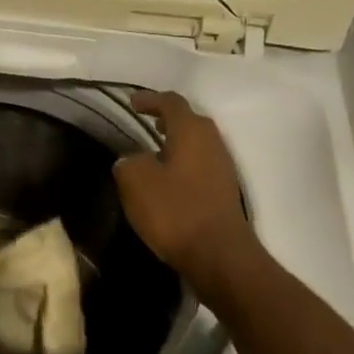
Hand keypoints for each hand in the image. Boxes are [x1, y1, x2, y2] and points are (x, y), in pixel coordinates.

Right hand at [114, 92, 262, 295]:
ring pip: (197, 144)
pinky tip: (168, 181)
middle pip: (189, 120)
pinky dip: (183, 164)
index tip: (131, 103)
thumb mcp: (136, 182)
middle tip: (146, 123)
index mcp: (192, 131)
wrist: (218, 254)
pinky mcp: (224, 191)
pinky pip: (200, 166)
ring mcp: (223, 167)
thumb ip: (129, 162)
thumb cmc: (175, 211)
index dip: (150, 99)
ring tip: (153, 152)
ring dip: (176, 143)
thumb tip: (132, 159)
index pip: (171, 102)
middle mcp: (213, 142)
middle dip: (167, 119)